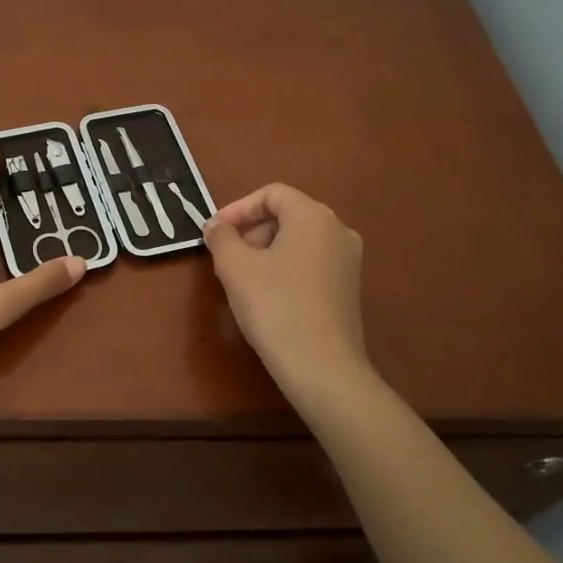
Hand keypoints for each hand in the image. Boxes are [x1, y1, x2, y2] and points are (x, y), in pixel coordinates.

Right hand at [203, 183, 370, 398]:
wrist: (322, 368)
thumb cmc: (275, 306)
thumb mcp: (235, 267)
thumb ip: (221, 237)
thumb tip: (216, 226)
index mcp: (314, 217)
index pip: (272, 194)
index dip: (238, 208)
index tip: (214, 232)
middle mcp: (338, 231)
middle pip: (287, 215)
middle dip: (251, 230)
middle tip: (225, 257)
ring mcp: (348, 262)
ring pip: (298, 241)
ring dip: (265, 251)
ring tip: (241, 279)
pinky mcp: (348, 289)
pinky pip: (310, 264)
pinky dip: (284, 268)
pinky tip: (266, 297)